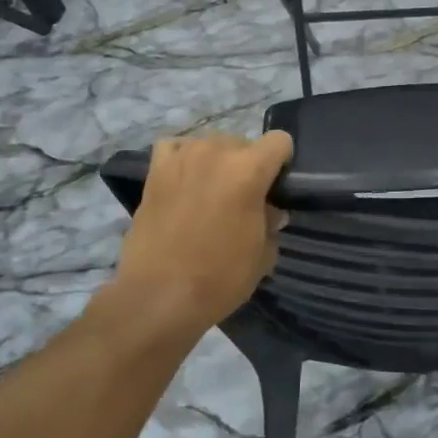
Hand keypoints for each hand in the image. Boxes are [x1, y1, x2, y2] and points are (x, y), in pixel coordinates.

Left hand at [112, 131, 293, 332]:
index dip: (283, 163)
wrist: (158, 295)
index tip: (276, 189)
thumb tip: (269, 211)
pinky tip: (186, 180)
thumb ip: (271, 222)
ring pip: (211, 144)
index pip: (280, 141)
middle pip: (244, 142)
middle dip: (248, 166)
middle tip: (243, 200)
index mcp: (249, 169)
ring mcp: (182, 158)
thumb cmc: (219, 277)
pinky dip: (184, 158)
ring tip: (211, 193)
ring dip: (217, 162)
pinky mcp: (155, 171)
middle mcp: (216, 152)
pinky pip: (175, 147)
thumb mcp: (263, 254)